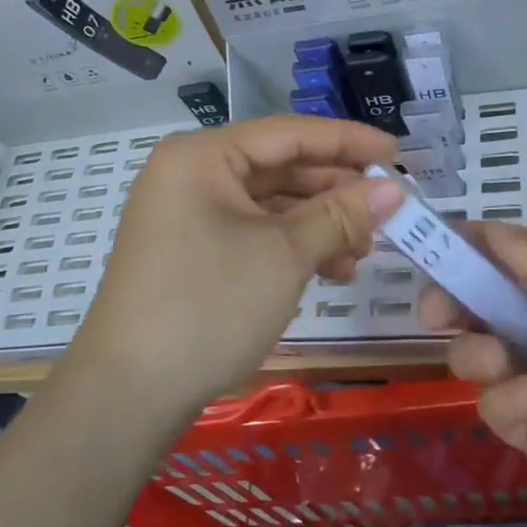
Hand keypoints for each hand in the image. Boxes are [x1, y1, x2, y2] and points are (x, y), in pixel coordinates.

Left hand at [70, 115, 403, 416]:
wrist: (128, 393)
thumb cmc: (209, 306)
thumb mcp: (285, 255)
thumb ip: (341, 214)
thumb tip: (394, 188)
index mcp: (203, 157)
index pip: (289, 133)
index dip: (348, 142)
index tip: (397, 154)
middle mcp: (191, 175)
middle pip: (279, 168)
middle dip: (335, 191)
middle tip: (387, 211)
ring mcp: (187, 215)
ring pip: (269, 205)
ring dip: (319, 224)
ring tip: (363, 252)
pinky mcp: (190, 253)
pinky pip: (252, 234)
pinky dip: (292, 247)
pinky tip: (330, 271)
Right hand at [419, 223, 526, 526]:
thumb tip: (487, 229)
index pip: (514, 255)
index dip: (473, 247)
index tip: (431, 242)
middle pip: (483, 303)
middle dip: (453, 300)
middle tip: (433, 309)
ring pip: (477, 351)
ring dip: (477, 350)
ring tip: (498, 362)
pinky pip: (493, 403)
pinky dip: (507, 398)